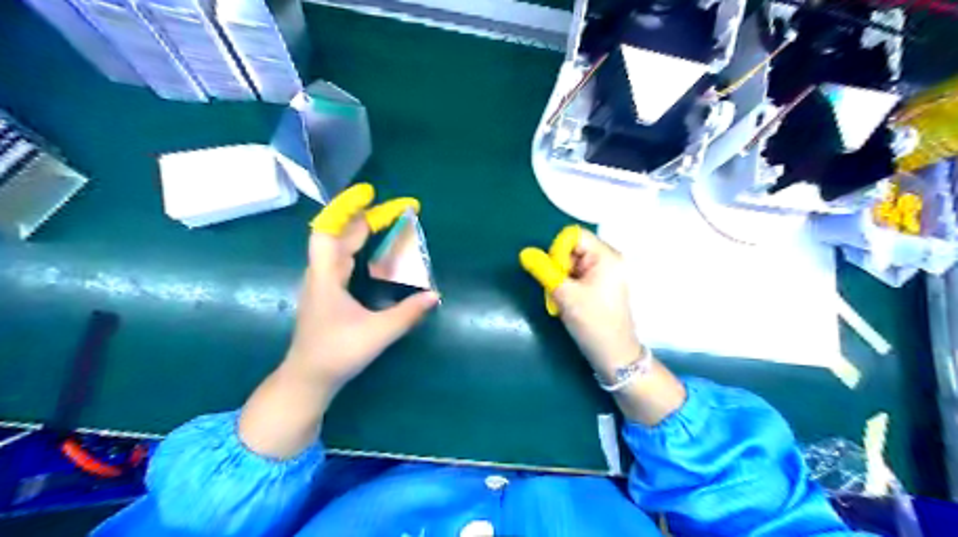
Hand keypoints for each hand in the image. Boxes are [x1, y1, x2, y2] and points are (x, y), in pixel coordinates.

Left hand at [288, 185, 440, 393]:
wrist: (308, 379)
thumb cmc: (338, 354)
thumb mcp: (377, 334)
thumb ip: (408, 314)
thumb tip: (434, 295)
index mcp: (326, 277)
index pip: (328, 231)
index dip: (347, 209)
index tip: (369, 194)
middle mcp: (321, 274)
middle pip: (340, 235)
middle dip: (367, 219)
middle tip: (397, 211)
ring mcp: (321, 284)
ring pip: (339, 248)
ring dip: (361, 232)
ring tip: (386, 224)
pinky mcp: (326, 294)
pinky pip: (341, 260)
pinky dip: (357, 248)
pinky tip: (371, 253)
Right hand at [521, 224, 685, 424]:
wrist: (615, 355)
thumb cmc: (593, 323)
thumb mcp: (565, 295)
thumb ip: (544, 270)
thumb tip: (525, 253)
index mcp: (606, 256)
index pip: (574, 236)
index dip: (558, 251)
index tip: (555, 274)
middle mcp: (609, 260)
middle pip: (573, 249)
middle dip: (559, 268)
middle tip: (557, 291)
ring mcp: (606, 274)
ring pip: (572, 264)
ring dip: (561, 280)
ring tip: (562, 301)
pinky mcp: (601, 286)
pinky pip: (578, 276)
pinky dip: (568, 287)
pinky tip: (567, 304)